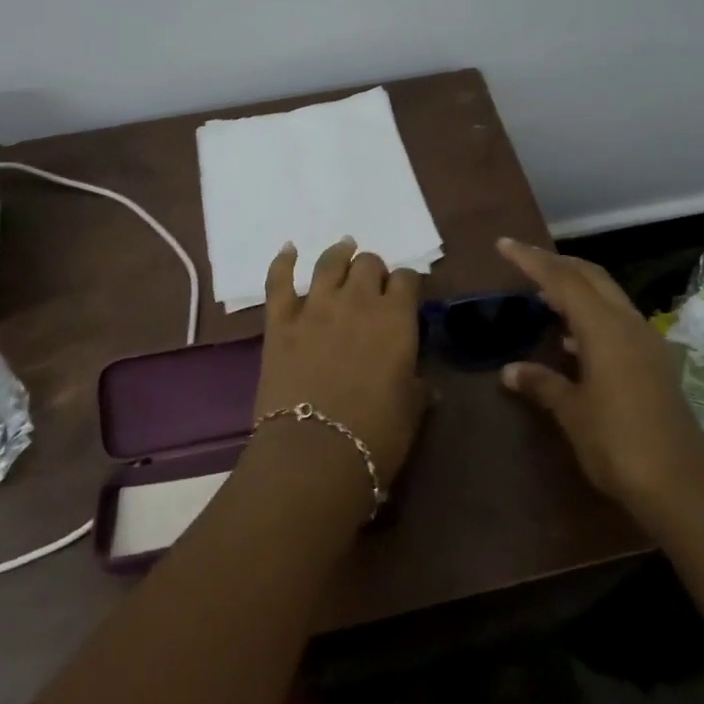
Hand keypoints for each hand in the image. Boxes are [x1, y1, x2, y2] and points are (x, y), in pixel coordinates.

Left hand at [252, 238, 425, 489]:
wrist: (314, 454)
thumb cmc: (374, 438)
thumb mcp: (410, 413)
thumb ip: (417, 389)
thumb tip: (423, 385)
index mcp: (396, 319)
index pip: (407, 280)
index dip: (407, 284)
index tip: (405, 294)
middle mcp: (358, 301)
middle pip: (368, 264)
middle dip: (374, 270)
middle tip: (372, 285)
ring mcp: (316, 306)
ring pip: (330, 262)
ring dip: (339, 254)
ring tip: (343, 249)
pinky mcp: (280, 320)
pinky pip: (279, 280)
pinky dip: (283, 261)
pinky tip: (289, 249)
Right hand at [496, 237, 703, 517]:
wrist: (684, 488)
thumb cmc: (619, 445)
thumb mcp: (572, 413)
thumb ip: (542, 383)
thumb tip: (510, 370)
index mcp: (604, 328)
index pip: (561, 279)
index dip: (531, 259)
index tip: (503, 245)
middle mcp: (628, 324)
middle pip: (590, 276)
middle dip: (556, 264)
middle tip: (524, 262)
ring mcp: (646, 342)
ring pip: (607, 295)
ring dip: (576, 288)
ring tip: (544, 295)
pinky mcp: (655, 363)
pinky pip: (617, 320)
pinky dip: (591, 314)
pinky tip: (573, 340)